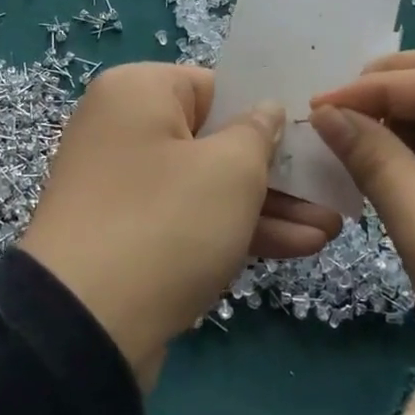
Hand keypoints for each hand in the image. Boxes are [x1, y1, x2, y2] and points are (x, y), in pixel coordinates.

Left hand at [20, 63, 339, 391]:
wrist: (83, 327)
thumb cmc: (165, 223)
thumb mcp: (230, 170)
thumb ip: (259, 133)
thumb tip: (266, 112)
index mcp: (138, 91)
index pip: (217, 87)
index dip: (269, 112)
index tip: (313, 137)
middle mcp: (125, 128)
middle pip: (216, 139)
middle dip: (278, 171)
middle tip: (331, 188)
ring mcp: (124, 184)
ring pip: (208, 184)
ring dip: (267, 206)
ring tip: (330, 226)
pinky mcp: (129, 234)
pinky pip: (190, 218)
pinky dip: (236, 229)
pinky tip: (299, 246)